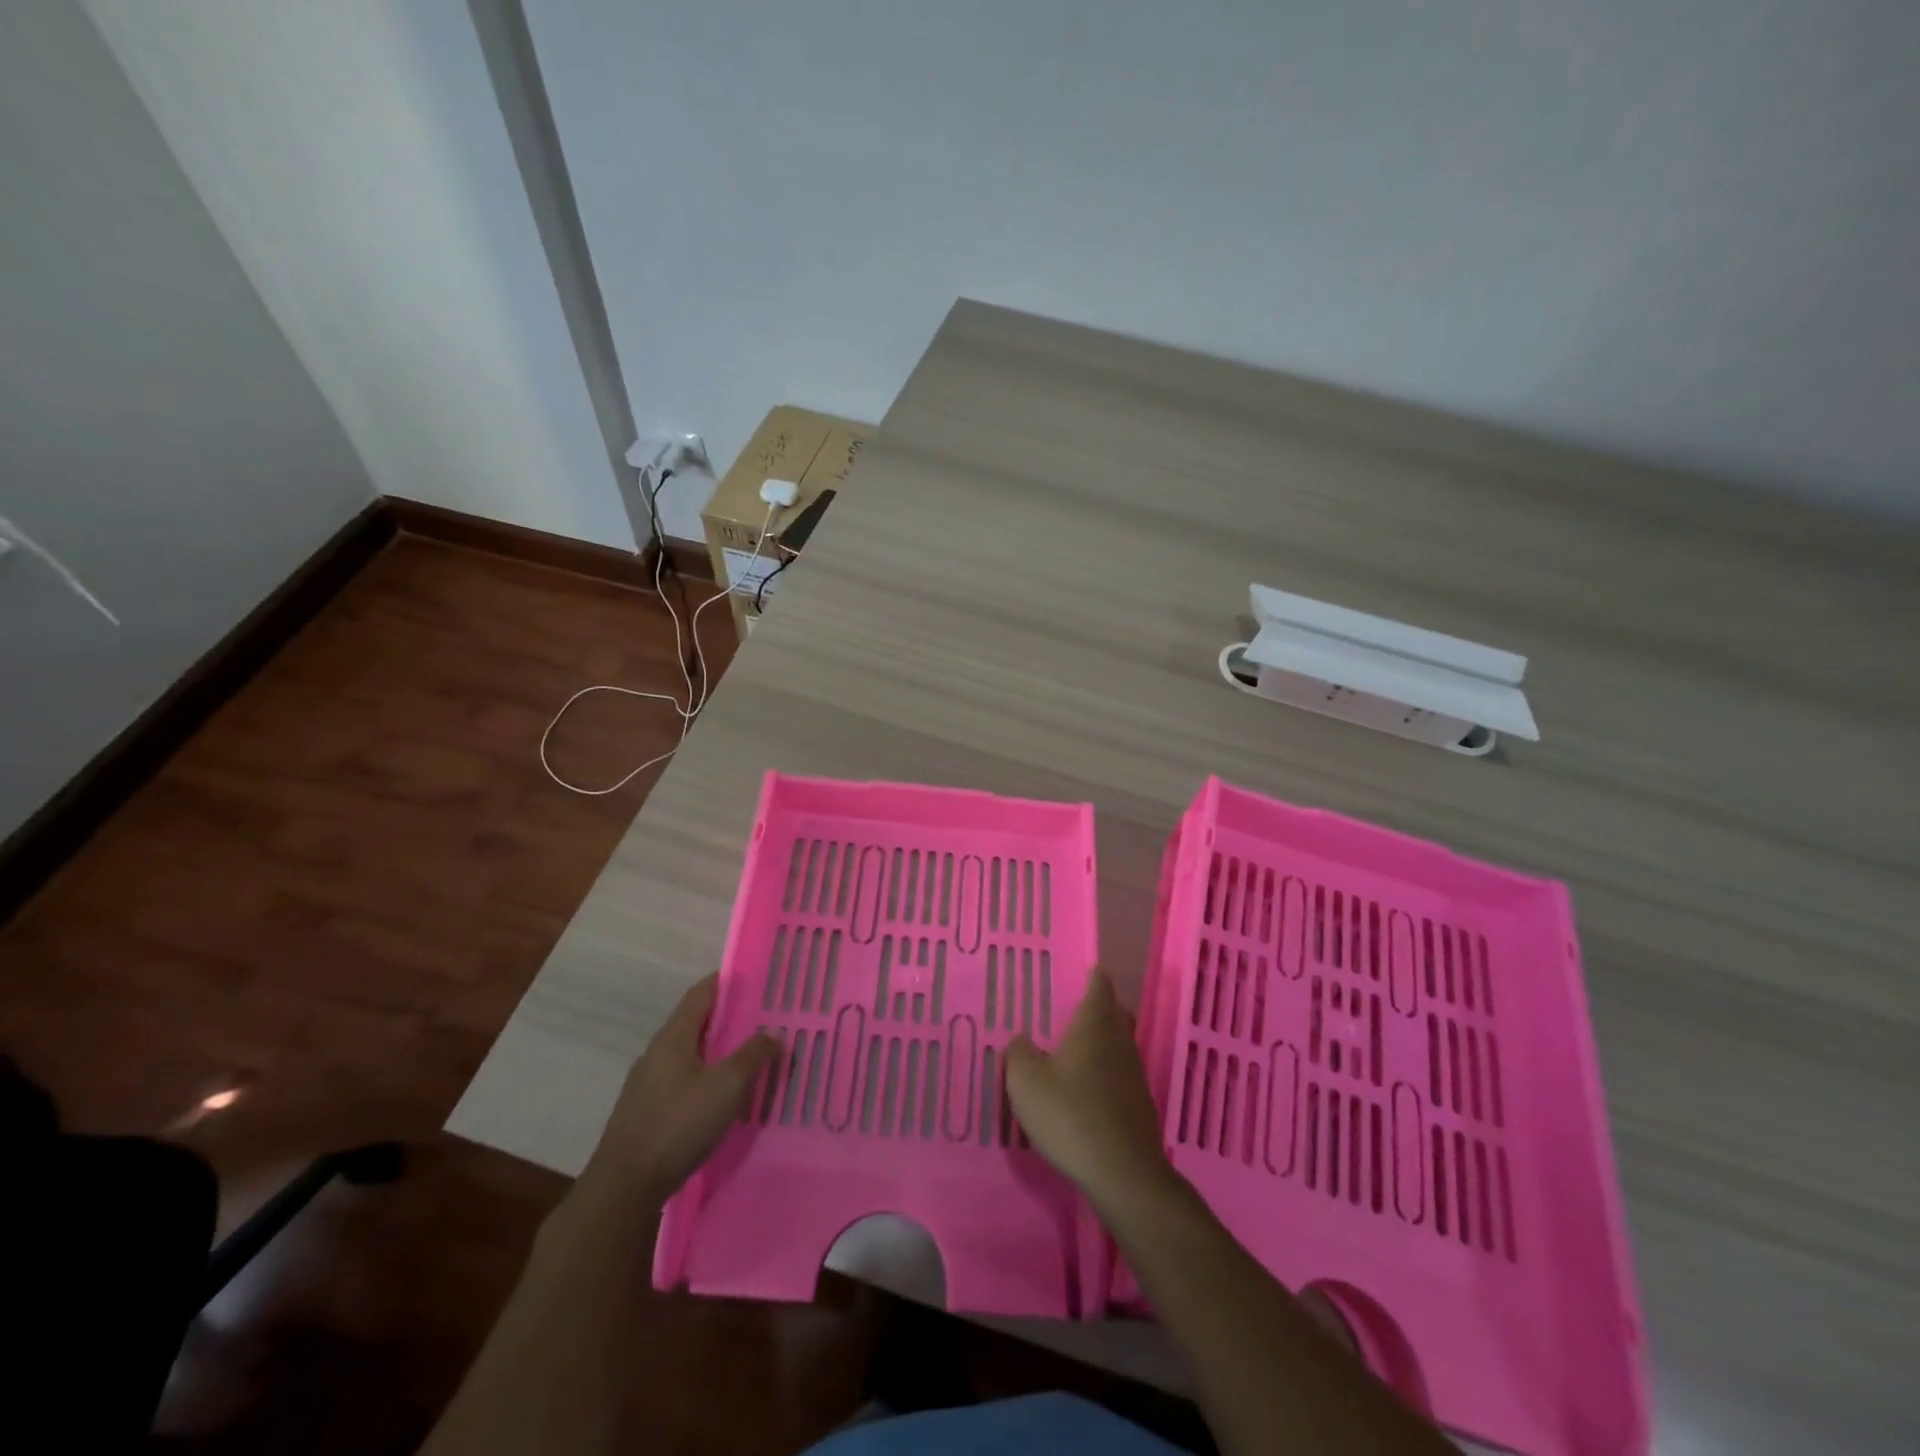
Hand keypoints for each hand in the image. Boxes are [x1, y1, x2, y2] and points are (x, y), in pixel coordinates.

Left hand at [584, 973, 775, 1200]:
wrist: (625, 1187)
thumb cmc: (678, 1124)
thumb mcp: (727, 1086)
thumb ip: (753, 1055)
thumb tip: (774, 1032)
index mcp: (673, 1036)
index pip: (701, 993)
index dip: (725, 981)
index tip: (752, 976)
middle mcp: (657, 1052)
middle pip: (695, 1022)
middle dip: (726, 1017)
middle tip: (761, 1017)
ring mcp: (647, 1083)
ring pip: (689, 1053)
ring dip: (717, 1049)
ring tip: (747, 1056)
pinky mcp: (646, 1111)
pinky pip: (682, 1079)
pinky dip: (705, 1075)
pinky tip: (722, 1095)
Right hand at [1005, 970, 1175, 1213]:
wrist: (1122, 1173)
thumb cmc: (1071, 1115)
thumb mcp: (1026, 1082)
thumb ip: (1019, 1054)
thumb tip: (1021, 1040)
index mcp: (1095, 1025)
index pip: (1099, 986)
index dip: (1093, 975)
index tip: (1085, 969)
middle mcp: (1119, 1042)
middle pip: (1115, 1014)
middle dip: (1100, 1008)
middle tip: (1074, 1010)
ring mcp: (1134, 1074)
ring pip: (1119, 1045)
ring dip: (1102, 1043)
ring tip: (1074, 1051)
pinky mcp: (1139, 1105)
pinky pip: (1120, 1076)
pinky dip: (1105, 1074)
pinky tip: (1086, 1091)